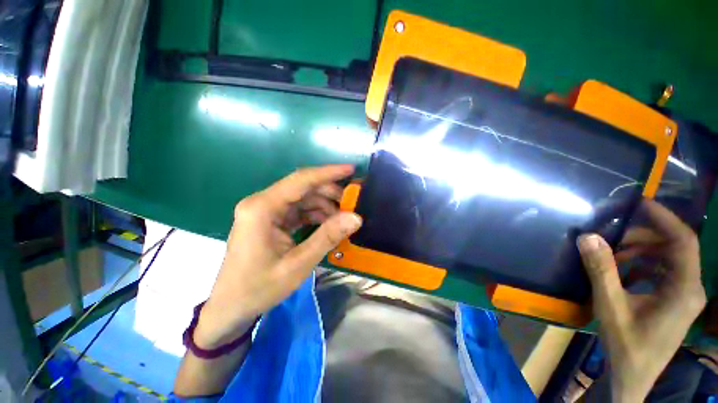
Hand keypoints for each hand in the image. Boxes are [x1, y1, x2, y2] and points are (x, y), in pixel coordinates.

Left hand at [195, 165, 362, 347]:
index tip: (351, 169)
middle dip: (329, 193)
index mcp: (262, 208)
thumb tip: (356, 217)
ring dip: (324, 206)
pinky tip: (328, 224)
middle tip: (351, 204)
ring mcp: (265, 211)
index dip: (328, 173)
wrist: (230, 308)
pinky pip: (298, 210)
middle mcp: (262, 203)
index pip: (301, 180)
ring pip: (302, 199)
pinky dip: (315, 215)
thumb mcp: (298, 264)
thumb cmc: (259, 288)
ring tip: (342, 219)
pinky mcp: (270, 220)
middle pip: (303, 188)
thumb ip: (328, 237)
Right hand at [576, 200, 705, 401]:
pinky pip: (665, 272)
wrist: (634, 377)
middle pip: (675, 249)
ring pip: (670, 260)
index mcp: (684, 290)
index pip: (684, 242)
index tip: (640, 204)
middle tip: (613, 236)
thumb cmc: (627, 345)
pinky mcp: (677, 301)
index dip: (664, 219)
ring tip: (614, 255)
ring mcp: (686, 296)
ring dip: (642, 252)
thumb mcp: (611, 307)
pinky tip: (624, 272)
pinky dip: (644, 265)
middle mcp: (692, 289)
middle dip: (644, 237)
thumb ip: (601, 270)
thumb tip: (588, 237)